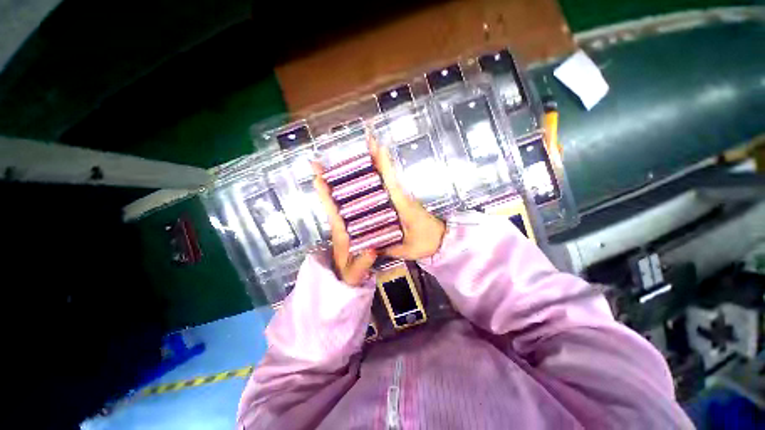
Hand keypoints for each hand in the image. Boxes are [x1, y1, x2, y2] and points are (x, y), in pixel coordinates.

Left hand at [312, 163, 376, 286]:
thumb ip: (362, 263)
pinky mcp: (354, 224)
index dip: (324, 193)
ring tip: (344, 165)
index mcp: (340, 232)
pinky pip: (353, 206)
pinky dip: (353, 193)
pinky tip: (361, 184)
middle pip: (333, 199)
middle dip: (326, 180)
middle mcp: (342, 223)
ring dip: (339, 183)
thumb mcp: (354, 273)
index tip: (317, 175)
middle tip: (320, 162)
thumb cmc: (347, 275)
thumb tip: (373, 249)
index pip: (331, 210)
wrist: (346, 278)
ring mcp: (347, 223)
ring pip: (341, 200)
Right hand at [367, 132, 445, 259]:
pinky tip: (374, 173)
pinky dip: (384, 175)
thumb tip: (369, 246)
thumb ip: (388, 248)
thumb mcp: (408, 249)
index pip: (391, 182)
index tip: (376, 145)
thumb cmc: (428, 243)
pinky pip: (391, 186)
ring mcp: (404, 198)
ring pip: (390, 178)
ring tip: (367, 150)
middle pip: (389, 174)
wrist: (444, 239)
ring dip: (380, 164)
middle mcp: (403, 198)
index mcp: (403, 206)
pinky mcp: (404, 201)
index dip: (384, 164)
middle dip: (378, 157)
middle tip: (367, 140)